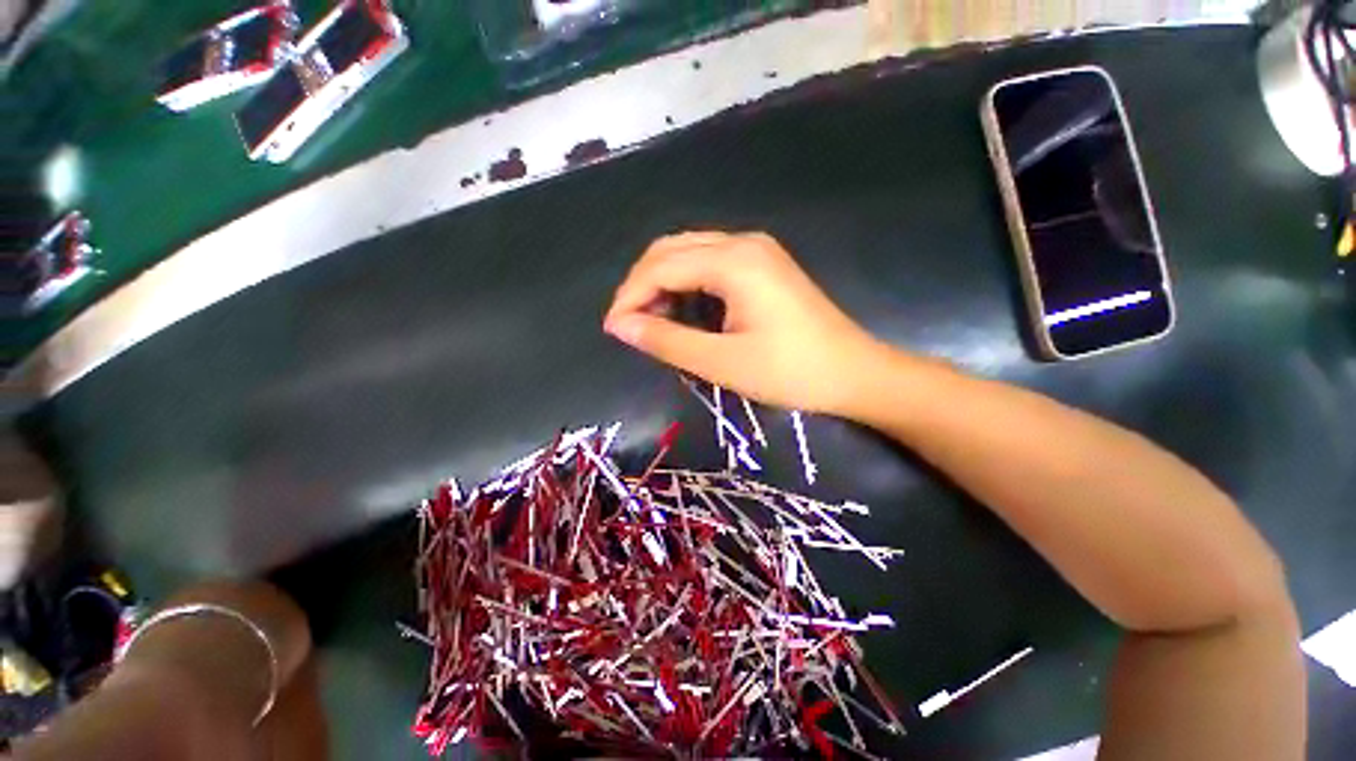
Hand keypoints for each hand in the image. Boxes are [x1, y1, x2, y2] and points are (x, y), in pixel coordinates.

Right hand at [604, 231, 885, 414]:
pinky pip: (710, 263)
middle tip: (629, 324)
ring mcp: (756, 251)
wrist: (854, 373)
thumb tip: (619, 326)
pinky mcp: (763, 265)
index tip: (613, 329)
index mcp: (733, 261)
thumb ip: (666, 341)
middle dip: (642, 284)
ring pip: (690, 253)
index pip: (661, 267)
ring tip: (651, 320)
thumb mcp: (722, 362)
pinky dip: (687, 283)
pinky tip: (684, 309)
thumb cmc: (790, 372)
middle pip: (672, 250)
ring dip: (663, 282)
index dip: (629, 296)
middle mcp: (742, 242)